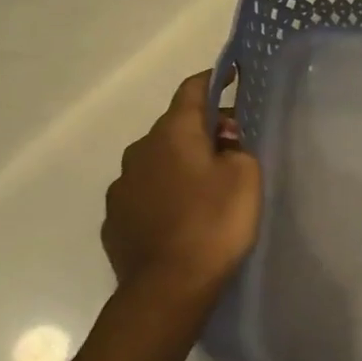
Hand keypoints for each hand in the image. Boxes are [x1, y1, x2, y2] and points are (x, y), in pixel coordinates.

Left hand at [102, 70, 261, 307]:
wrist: (167, 287)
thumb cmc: (214, 223)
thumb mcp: (245, 177)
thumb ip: (237, 148)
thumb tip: (222, 141)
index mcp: (172, 133)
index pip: (192, 90)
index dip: (214, 78)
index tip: (232, 72)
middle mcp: (140, 151)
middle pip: (176, 127)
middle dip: (203, 129)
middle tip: (234, 144)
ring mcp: (122, 186)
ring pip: (159, 161)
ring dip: (182, 163)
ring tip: (208, 185)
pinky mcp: (115, 218)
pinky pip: (146, 192)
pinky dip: (166, 192)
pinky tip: (183, 215)